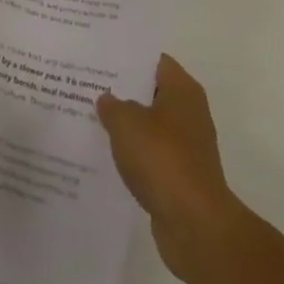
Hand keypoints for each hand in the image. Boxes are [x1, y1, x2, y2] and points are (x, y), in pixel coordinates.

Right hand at [97, 54, 242, 282]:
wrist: (194, 224)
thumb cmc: (162, 159)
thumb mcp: (127, 123)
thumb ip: (112, 105)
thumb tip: (107, 99)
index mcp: (182, 89)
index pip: (154, 61)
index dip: (128, 58)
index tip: (100, 59)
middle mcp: (189, 112)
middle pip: (152, 93)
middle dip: (123, 92)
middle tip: (88, 87)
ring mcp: (187, 146)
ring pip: (150, 126)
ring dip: (127, 126)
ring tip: (92, 120)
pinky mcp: (181, 176)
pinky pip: (152, 156)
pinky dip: (134, 155)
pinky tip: (108, 157)